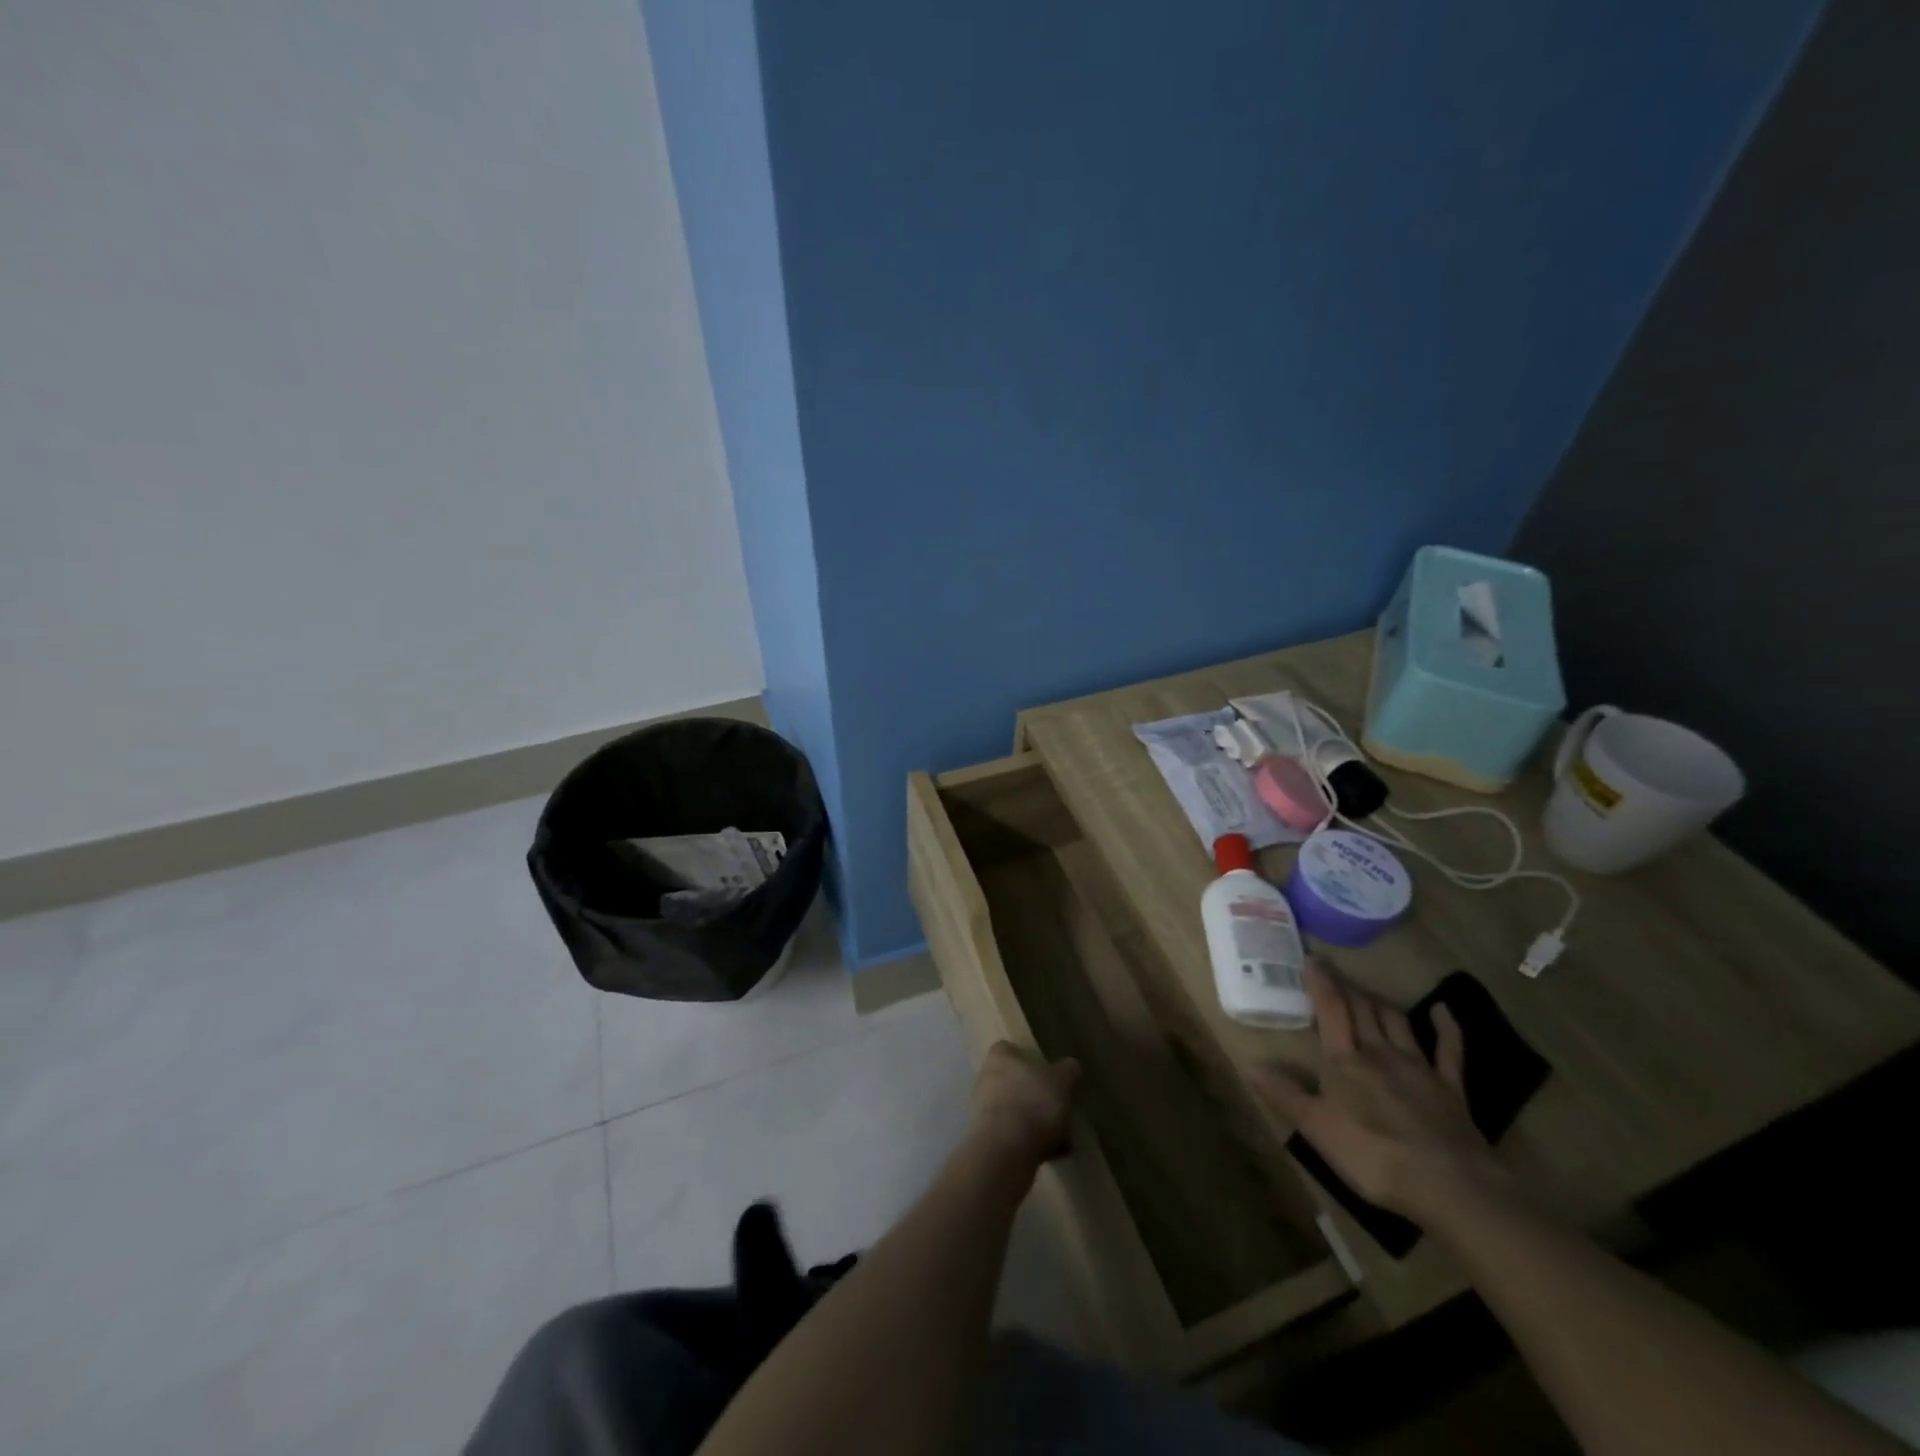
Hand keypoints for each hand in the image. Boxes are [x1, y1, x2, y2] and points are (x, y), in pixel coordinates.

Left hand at [968, 1042, 1079, 1168]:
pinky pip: (1013, 1137)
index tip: (1044, 1069)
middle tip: (1056, 1105)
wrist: (1005, 1151)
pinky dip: (1030, 1144)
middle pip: (1011, 1081)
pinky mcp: (987, 1140)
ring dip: (1034, 1122)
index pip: (1007, 1049)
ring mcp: (982, 1112)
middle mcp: (985, 1080)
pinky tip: (1053, 1155)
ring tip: (1061, 1137)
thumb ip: (1067, 1071)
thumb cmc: (1033, 1103)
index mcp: (1000, 1059)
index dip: (1025, 1057)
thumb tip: (1070, 1065)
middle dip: (1033, 1094)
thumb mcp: (1061, 1081)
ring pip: (1014, 1111)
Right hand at [1248, 962, 1501, 1222]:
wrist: (1449, 1186)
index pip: (1331, 1010)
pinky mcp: (1451, 1089)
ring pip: (1397, 1022)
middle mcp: (1380, 1053)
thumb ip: (1284, 1094)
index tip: (1313, 959)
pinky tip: (1442, 1011)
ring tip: (1368, 993)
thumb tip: (1248, 1064)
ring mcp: (1419, 1068)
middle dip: (1347, 988)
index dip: (1321, 983)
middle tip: (1336, 972)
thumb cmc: (1373, 1155)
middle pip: (1362, 1010)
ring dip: (1380, 1004)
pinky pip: (1448, 1050)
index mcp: (1345, 1061)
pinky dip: (1445, 1028)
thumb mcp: (1316, 1128)